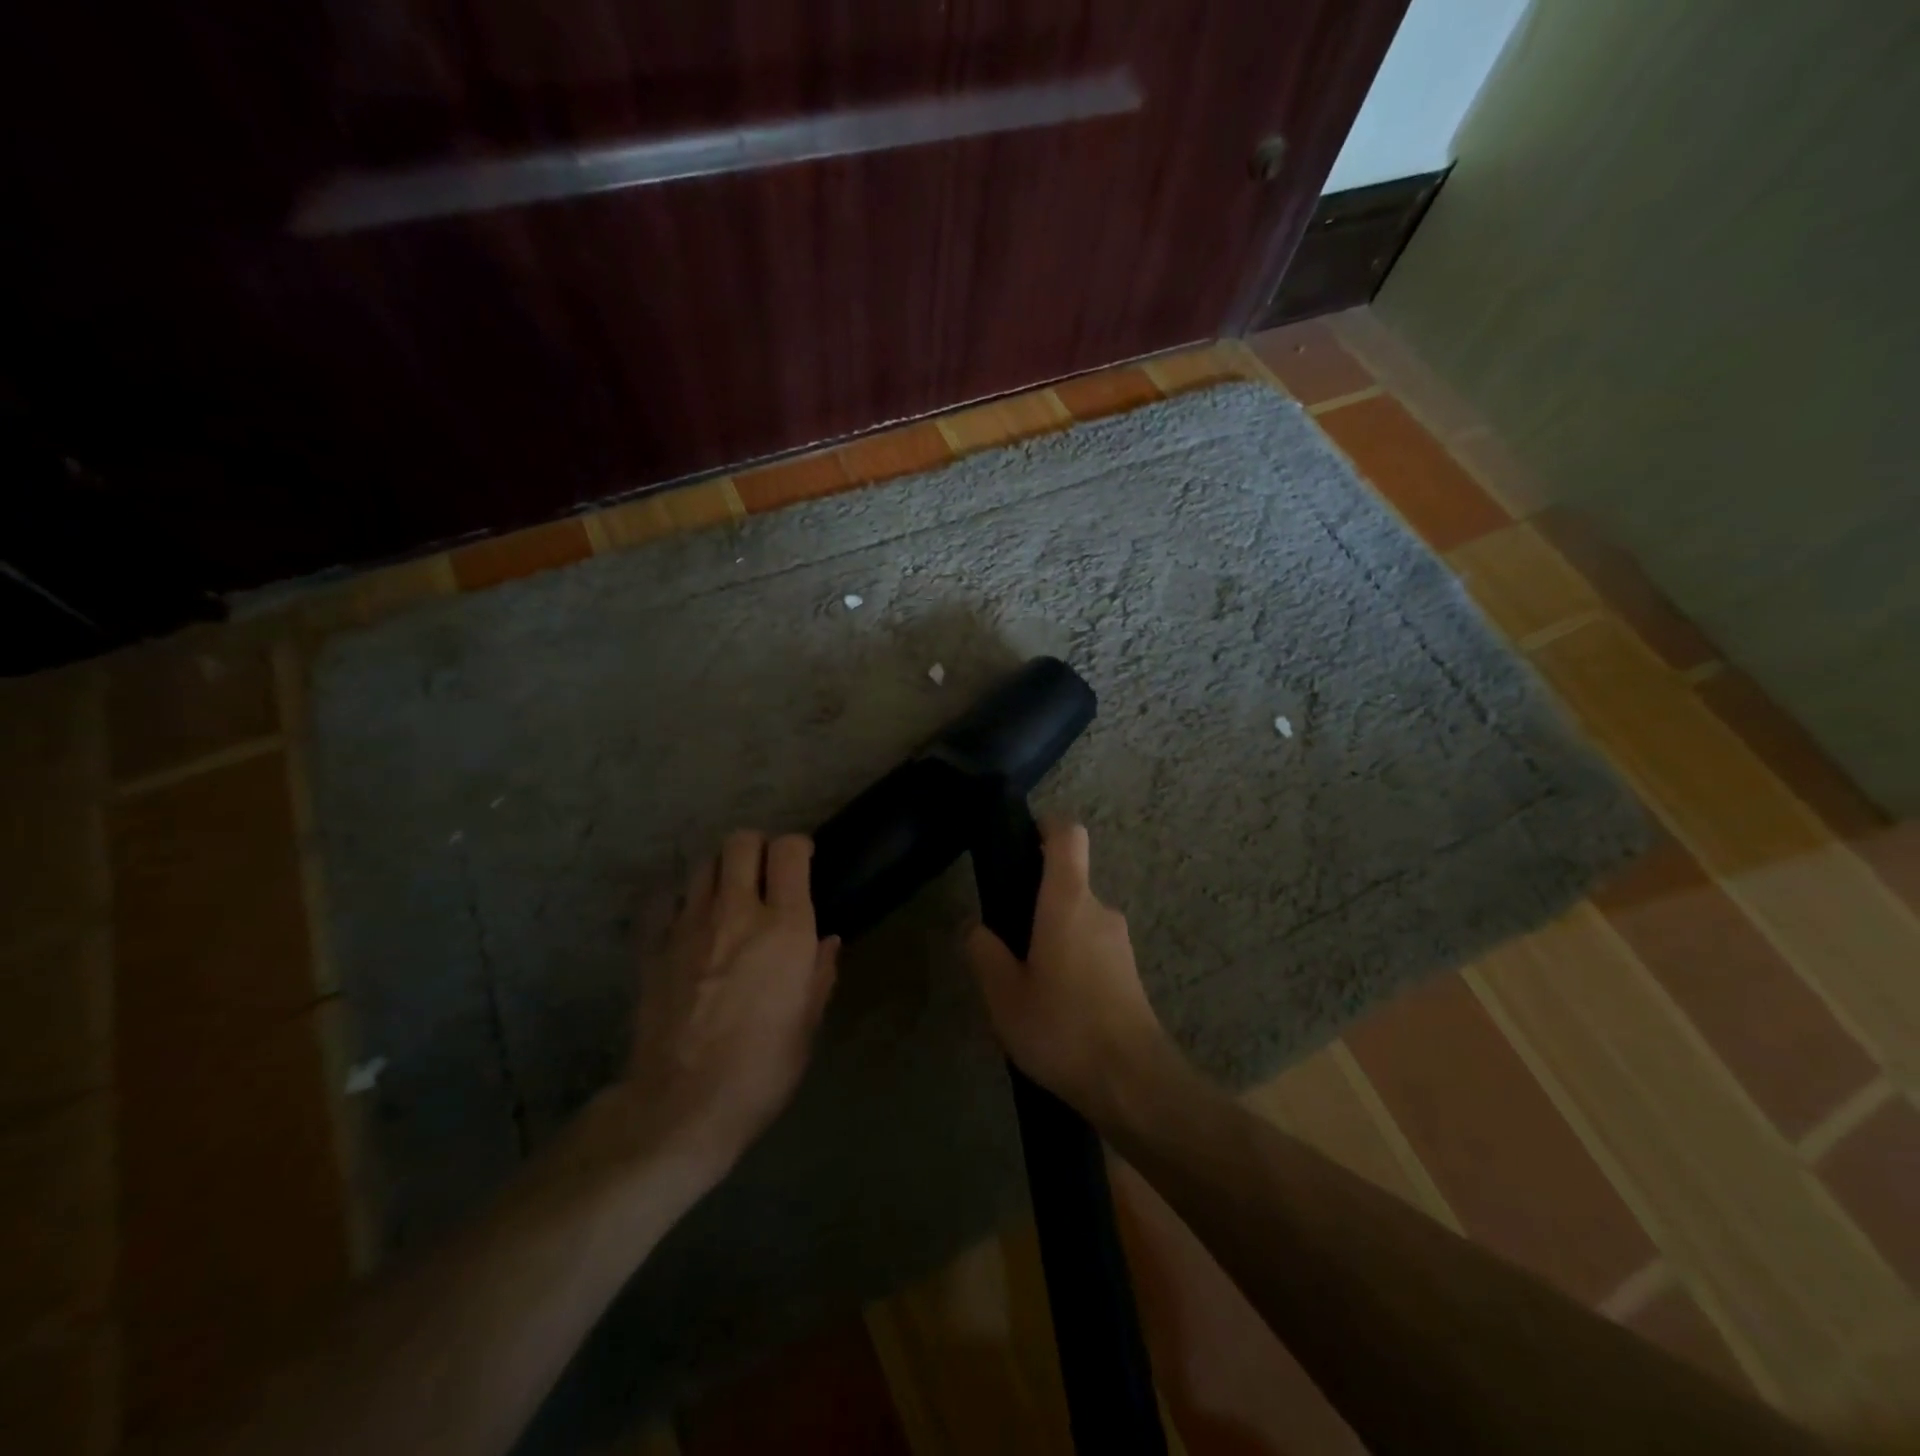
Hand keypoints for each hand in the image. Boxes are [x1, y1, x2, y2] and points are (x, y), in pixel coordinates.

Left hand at [619, 831, 838, 1182]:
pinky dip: (681, 902)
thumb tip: (826, 941)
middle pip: (741, 842)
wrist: (680, 1107)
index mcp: (784, 928)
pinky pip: (666, 902)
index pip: (789, 851)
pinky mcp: (654, 947)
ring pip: (703, 865)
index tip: (803, 862)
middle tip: (764, 875)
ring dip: (721, 872)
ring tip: (728, 898)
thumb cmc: (761, 1069)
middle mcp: (736, 912)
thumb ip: (819, 973)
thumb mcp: (807, 1025)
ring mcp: (689, 926)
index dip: (798, 847)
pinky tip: (689, 924)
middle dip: (757, 848)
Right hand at [966, 821, 1172, 1122]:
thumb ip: (985, 954)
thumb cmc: (1062, 1028)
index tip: (1020, 839)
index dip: (1045, 826)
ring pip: (1078, 917)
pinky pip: (1091, 945)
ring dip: (1052, 933)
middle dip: (1035, 898)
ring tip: (1024, 979)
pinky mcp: (1129, 970)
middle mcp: (1099, 909)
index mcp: (1067, 901)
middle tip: (1004, 937)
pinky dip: (1070, 957)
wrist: (1134, 1084)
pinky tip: (1053, 1002)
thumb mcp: (1004, 996)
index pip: (1067, 835)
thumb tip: (976, 928)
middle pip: (1068, 880)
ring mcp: (1119, 940)